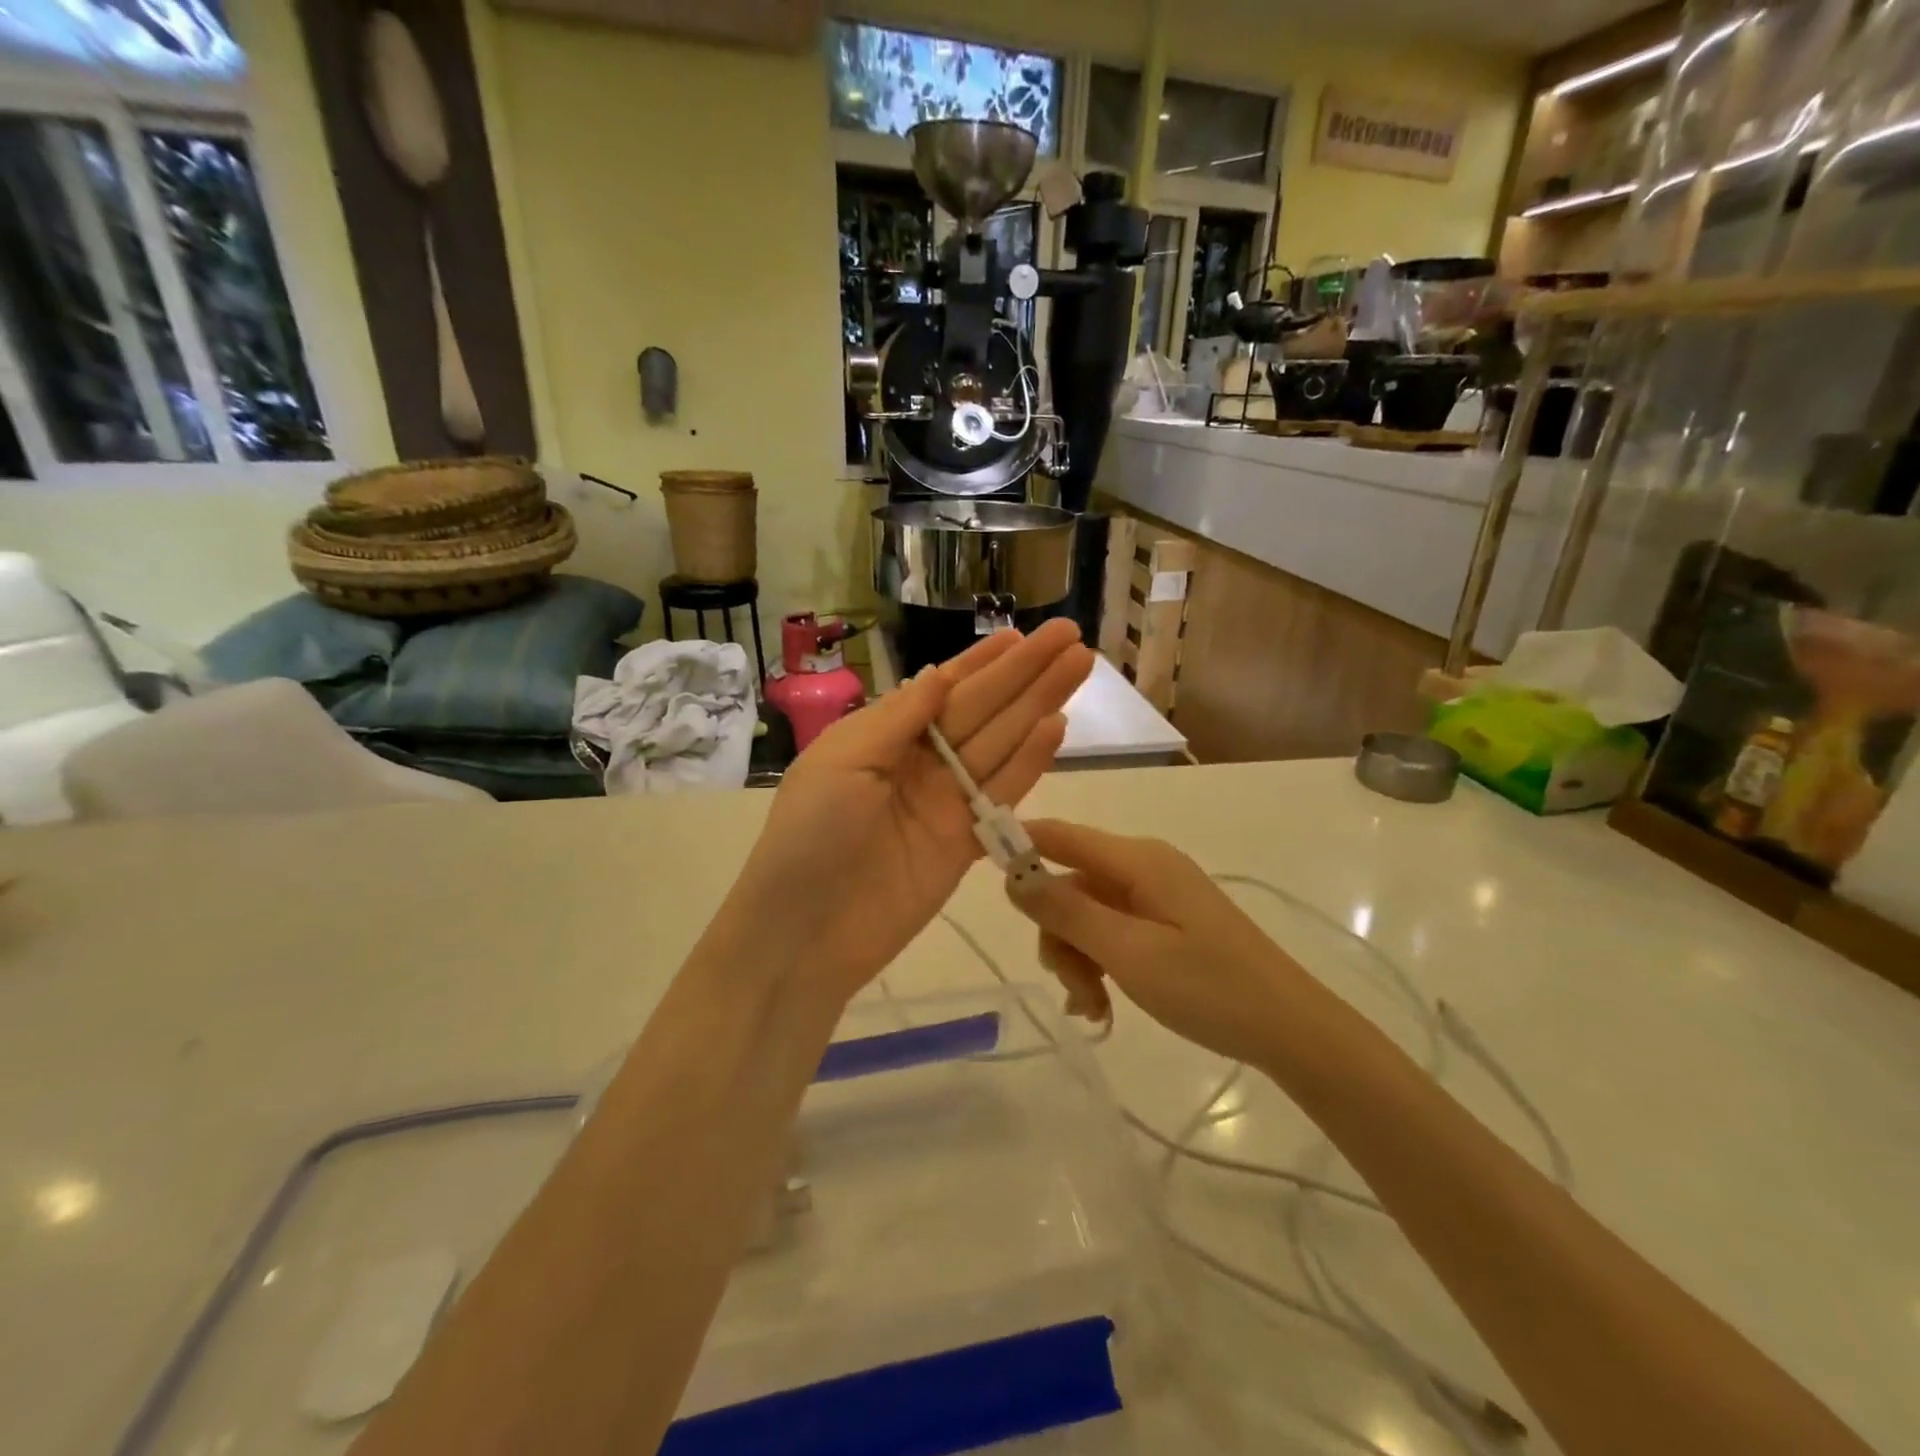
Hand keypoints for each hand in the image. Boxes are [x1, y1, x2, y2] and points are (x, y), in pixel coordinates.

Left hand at [723, 621, 1093, 1004]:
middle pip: (983, 709)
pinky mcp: (966, 842)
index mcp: (884, 736)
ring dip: (1039, 705)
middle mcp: (921, 762)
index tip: (1020, 634)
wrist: (806, 933)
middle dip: (1025, 673)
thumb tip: (940, 674)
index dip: (983, 662)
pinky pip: (1003, 794)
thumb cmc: (811, 836)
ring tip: (1078, 668)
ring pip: (1002, 743)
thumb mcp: (843, 762)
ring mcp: (947, 801)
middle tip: (1072, 636)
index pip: (943, 688)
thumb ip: (898, 718)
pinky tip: (1057, 727)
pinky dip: (1030, 761)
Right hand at [1006, 819, 1308, 1066]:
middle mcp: (1143, 866)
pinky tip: (1105, 1005)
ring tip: (1093, 1007)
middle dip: (1057, 933)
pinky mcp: (1165, 922)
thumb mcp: (1129, 952)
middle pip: (1069, 883)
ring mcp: (1156, 895)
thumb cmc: (1209, 987)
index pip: (1059, 834)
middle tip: (1072, 987)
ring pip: (1086, 913)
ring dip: (1077, 957)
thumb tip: (1011, 874)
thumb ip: (1067, 911)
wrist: (1290, 1029)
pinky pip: (1112, 930)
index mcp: (1137, 860)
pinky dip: (1100, 962)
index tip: (981, 880)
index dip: (1017, 848)